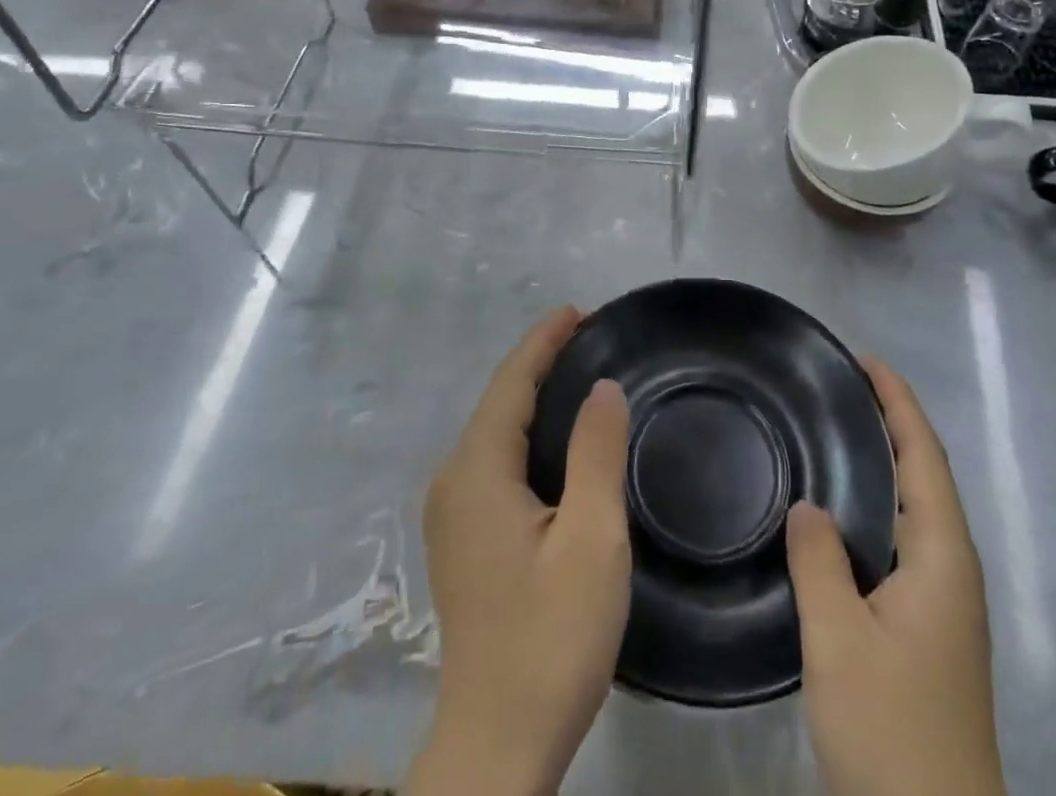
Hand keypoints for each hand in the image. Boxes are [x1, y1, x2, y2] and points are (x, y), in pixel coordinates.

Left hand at [409, 307, 631, 795]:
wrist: (497, 744)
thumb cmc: (551, 637)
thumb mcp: (591, 539)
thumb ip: (595, 452)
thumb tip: (602, 387)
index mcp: (477, 471)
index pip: (510, 382)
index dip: (543, 341)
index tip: (580, 311)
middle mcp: (453, 481)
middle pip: (498, 400)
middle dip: (541, 362)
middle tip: (593, 338)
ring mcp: (452, 513)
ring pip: (496, 431)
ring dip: (534, 397)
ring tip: (581, 374)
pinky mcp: (463, 539)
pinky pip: (495, 459)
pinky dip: (527, 432)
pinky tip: (558, 440)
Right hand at [785, 358, 1003, 795]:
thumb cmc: (892, 732)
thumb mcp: (840, 642)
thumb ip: (819, 563)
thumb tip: (809, 506)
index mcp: (942, 555)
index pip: (923, 454)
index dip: (897, 401)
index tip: (863, 360)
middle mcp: (952, 567)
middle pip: (925, 473)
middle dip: (891, 422)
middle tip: (838, 388)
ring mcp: (944, 601)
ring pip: (915, 508)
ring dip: (884, 463)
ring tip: (835, 433)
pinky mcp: (929, 628)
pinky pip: (903, 540)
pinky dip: (876, 506)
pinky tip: (840, 516)